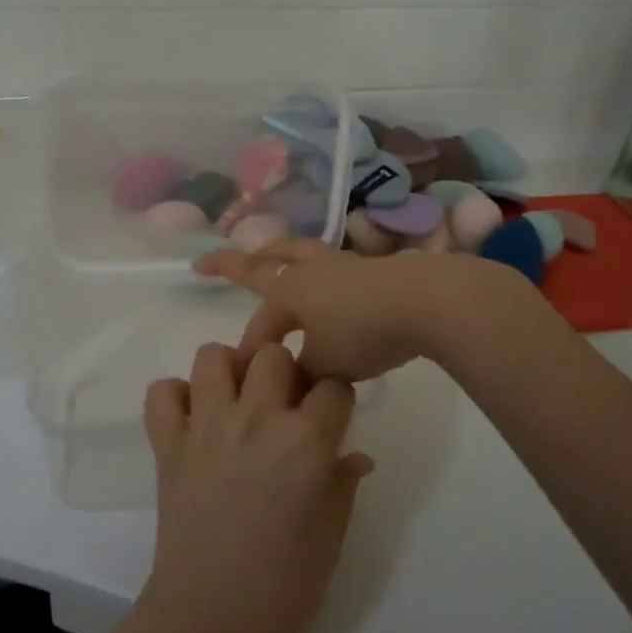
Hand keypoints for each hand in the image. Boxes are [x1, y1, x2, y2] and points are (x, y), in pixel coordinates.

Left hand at [139, 342, 371, 632]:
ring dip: (228, 371)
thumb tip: (354, 456)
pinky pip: (162, 393)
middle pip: (273, 354)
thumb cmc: (285, 585)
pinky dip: (175, 398)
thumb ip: (343, 483)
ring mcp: (207, 427)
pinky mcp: (168, 444)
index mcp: (307, 441)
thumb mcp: (332, 535)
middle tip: (282, 404)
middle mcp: (257, 419)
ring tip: (235, 401)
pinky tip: (192, 421)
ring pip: (213, 356)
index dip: (335, 396)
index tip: (330, 414)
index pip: (333, 384)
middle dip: (284, 371)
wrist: (212, 618)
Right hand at [194, 239, 461, 380]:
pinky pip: (328, 264)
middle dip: (231, 264)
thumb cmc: (365, 332)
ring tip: (267, 252)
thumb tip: (294, 382)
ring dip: (276, 252)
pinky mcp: (369, 267)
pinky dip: (314, 269)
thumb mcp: (326, 365)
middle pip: (263, 261)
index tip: (246, 377)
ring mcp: (340, 264)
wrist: (425, 302)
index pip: (260, 325)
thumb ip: (302, 375)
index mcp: (289, 291)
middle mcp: (309, 271)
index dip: (250, 351)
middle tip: (206, 263)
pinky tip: (323, 280)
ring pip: (298, 251)